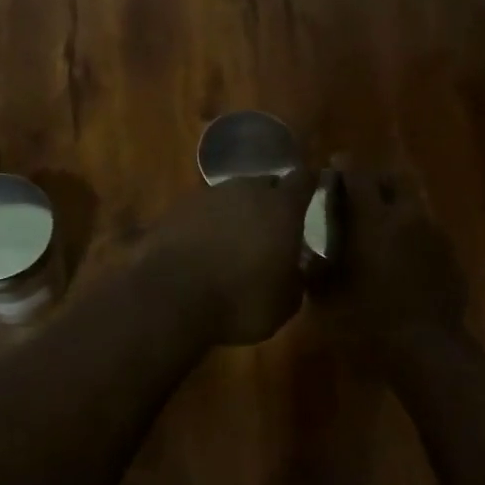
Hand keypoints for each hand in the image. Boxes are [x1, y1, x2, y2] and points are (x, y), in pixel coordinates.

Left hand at [146, 171, 317, 345]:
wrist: (170, 297)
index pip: (303, 180)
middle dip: (270, 201)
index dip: (310, 184)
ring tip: (235, 241)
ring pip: (230, 197)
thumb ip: (296, 279)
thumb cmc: (240, 300)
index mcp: (281, 207)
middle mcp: (246, 191)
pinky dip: (206, 225)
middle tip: (272, 226)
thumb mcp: (285, 304)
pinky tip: (202, 249)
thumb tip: (295, 269)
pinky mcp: (175, 209)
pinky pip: (201, 213)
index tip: (314, 188)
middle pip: (264, 185)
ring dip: (236, 213)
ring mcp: (207, 196)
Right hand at [312, 166, 465, 355]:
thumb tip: (310, 254)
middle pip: (393, 180)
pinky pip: (427, 233)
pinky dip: (412, 237)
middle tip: (357, 197)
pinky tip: (401, 261)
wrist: (426, 350)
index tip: (332, 170)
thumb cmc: (368, 320)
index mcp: (374, 219)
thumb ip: (315, 267)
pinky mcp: (451, 257)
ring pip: (413, 206)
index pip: (357, 174)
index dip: (343, 167)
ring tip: (379, 232)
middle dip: (374, 181)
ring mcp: (435, 235)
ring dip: (395, 210)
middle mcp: (407, 216)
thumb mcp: (326, 296)